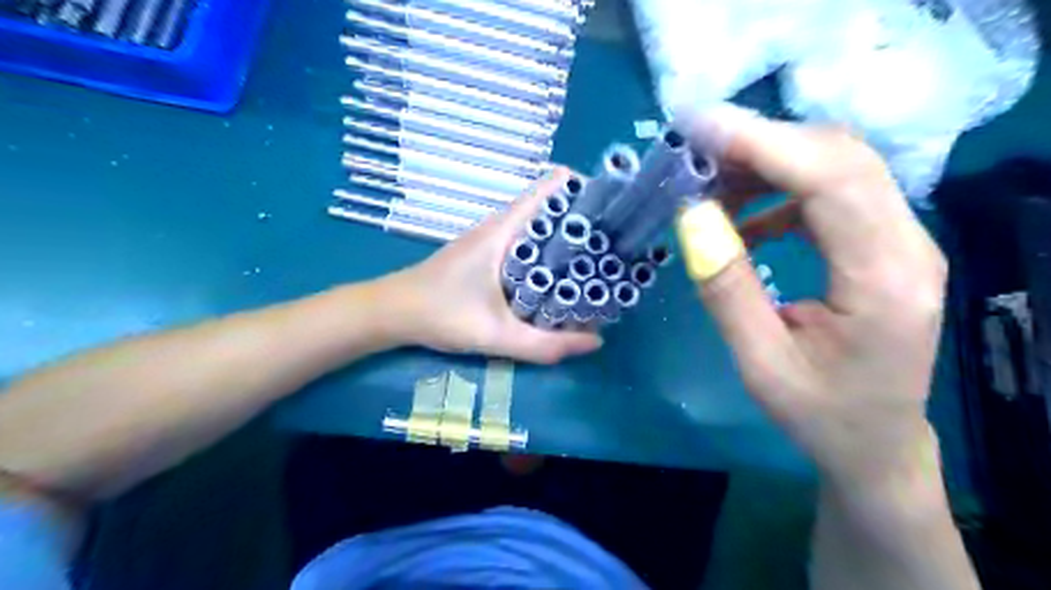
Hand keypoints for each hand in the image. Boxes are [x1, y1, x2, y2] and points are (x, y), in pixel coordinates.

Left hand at [385, 166, 598, 364]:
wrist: (391, 312)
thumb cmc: (440, 314)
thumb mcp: (495, 335)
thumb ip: (545, 344)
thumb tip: (595, 342)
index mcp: (504, 229)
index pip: (550, 187)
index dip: (584, 188)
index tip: (614, 206)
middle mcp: (500, 225)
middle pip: (551, 206)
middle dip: (584, 217)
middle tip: (617, 239)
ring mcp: (492, 238)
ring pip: (539, 225)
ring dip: (567, 236)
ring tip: (600, 255)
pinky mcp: (486, 253)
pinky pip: (527, 241)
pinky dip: (548, 250)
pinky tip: (561, 274)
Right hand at [678, 103, 949, 497]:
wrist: (874, 442)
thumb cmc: (819, 414)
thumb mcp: (759, 362)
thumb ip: (726, 287)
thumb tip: (692, 216)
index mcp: (884, 280)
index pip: (831, 180)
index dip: (763, 143)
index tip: (698, 128)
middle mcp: (908, 245)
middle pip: (841, 158)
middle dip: (761, 142)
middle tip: (695, 151)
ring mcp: (901, 240)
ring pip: (837, 167)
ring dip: (768, 163)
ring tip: (711, 185)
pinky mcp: (882, 243)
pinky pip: (831, 194)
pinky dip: (780, 191)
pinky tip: (743, 219)